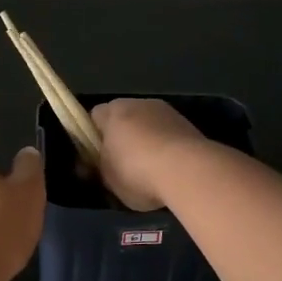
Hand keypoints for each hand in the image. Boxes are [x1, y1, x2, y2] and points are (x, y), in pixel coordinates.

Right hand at [90, 98, 208, 210]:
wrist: (188, 171)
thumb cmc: (136, 171)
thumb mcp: (107, 177)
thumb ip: (99, 167)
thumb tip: (96, 164)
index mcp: (112, 111)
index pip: (94, 117)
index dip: (92, 137)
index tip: (96, 158)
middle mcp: (139, 103)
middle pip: (123, 118)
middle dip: (122, 138)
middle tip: (121, 165)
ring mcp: (167, 112)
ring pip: (149, 126)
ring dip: (147, 142)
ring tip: (149, 172)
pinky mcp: (189, 125)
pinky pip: (169, 136)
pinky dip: (167, 149)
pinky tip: (169, 171)